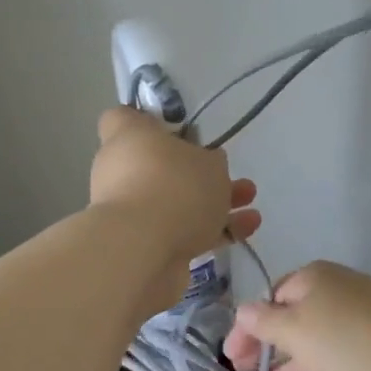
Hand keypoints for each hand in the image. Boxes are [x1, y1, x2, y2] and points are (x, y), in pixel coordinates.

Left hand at [90, 108, 259, 312]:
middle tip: (228, 173)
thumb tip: (205, 164)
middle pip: (158, 164)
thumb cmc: (174, 187)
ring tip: (250, 203)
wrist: (142, 252)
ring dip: (212, 202)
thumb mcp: (209, 162)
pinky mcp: (142, 245)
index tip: (177, 127)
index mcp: (127, 138)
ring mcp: (130, 210)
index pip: (123, 117)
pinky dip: (209, 232)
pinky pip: (180, 231)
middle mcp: (121, 171)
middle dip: (197, 171)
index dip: (147, 120)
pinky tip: (245, 231)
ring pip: (174, 200)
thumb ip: (209, 161)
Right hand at [222, 261, 370, 370]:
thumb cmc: (346, 337)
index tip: (229, 355)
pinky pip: (339, 363)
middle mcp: (335, 296)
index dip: (247, 326)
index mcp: (313, 279)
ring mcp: (359, 324)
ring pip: (316, 343)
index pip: (270, 298)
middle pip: (292, 319)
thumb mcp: (295, 329)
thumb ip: (264, 323)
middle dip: (267, 345)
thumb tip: (241, 311)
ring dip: (291, 362)